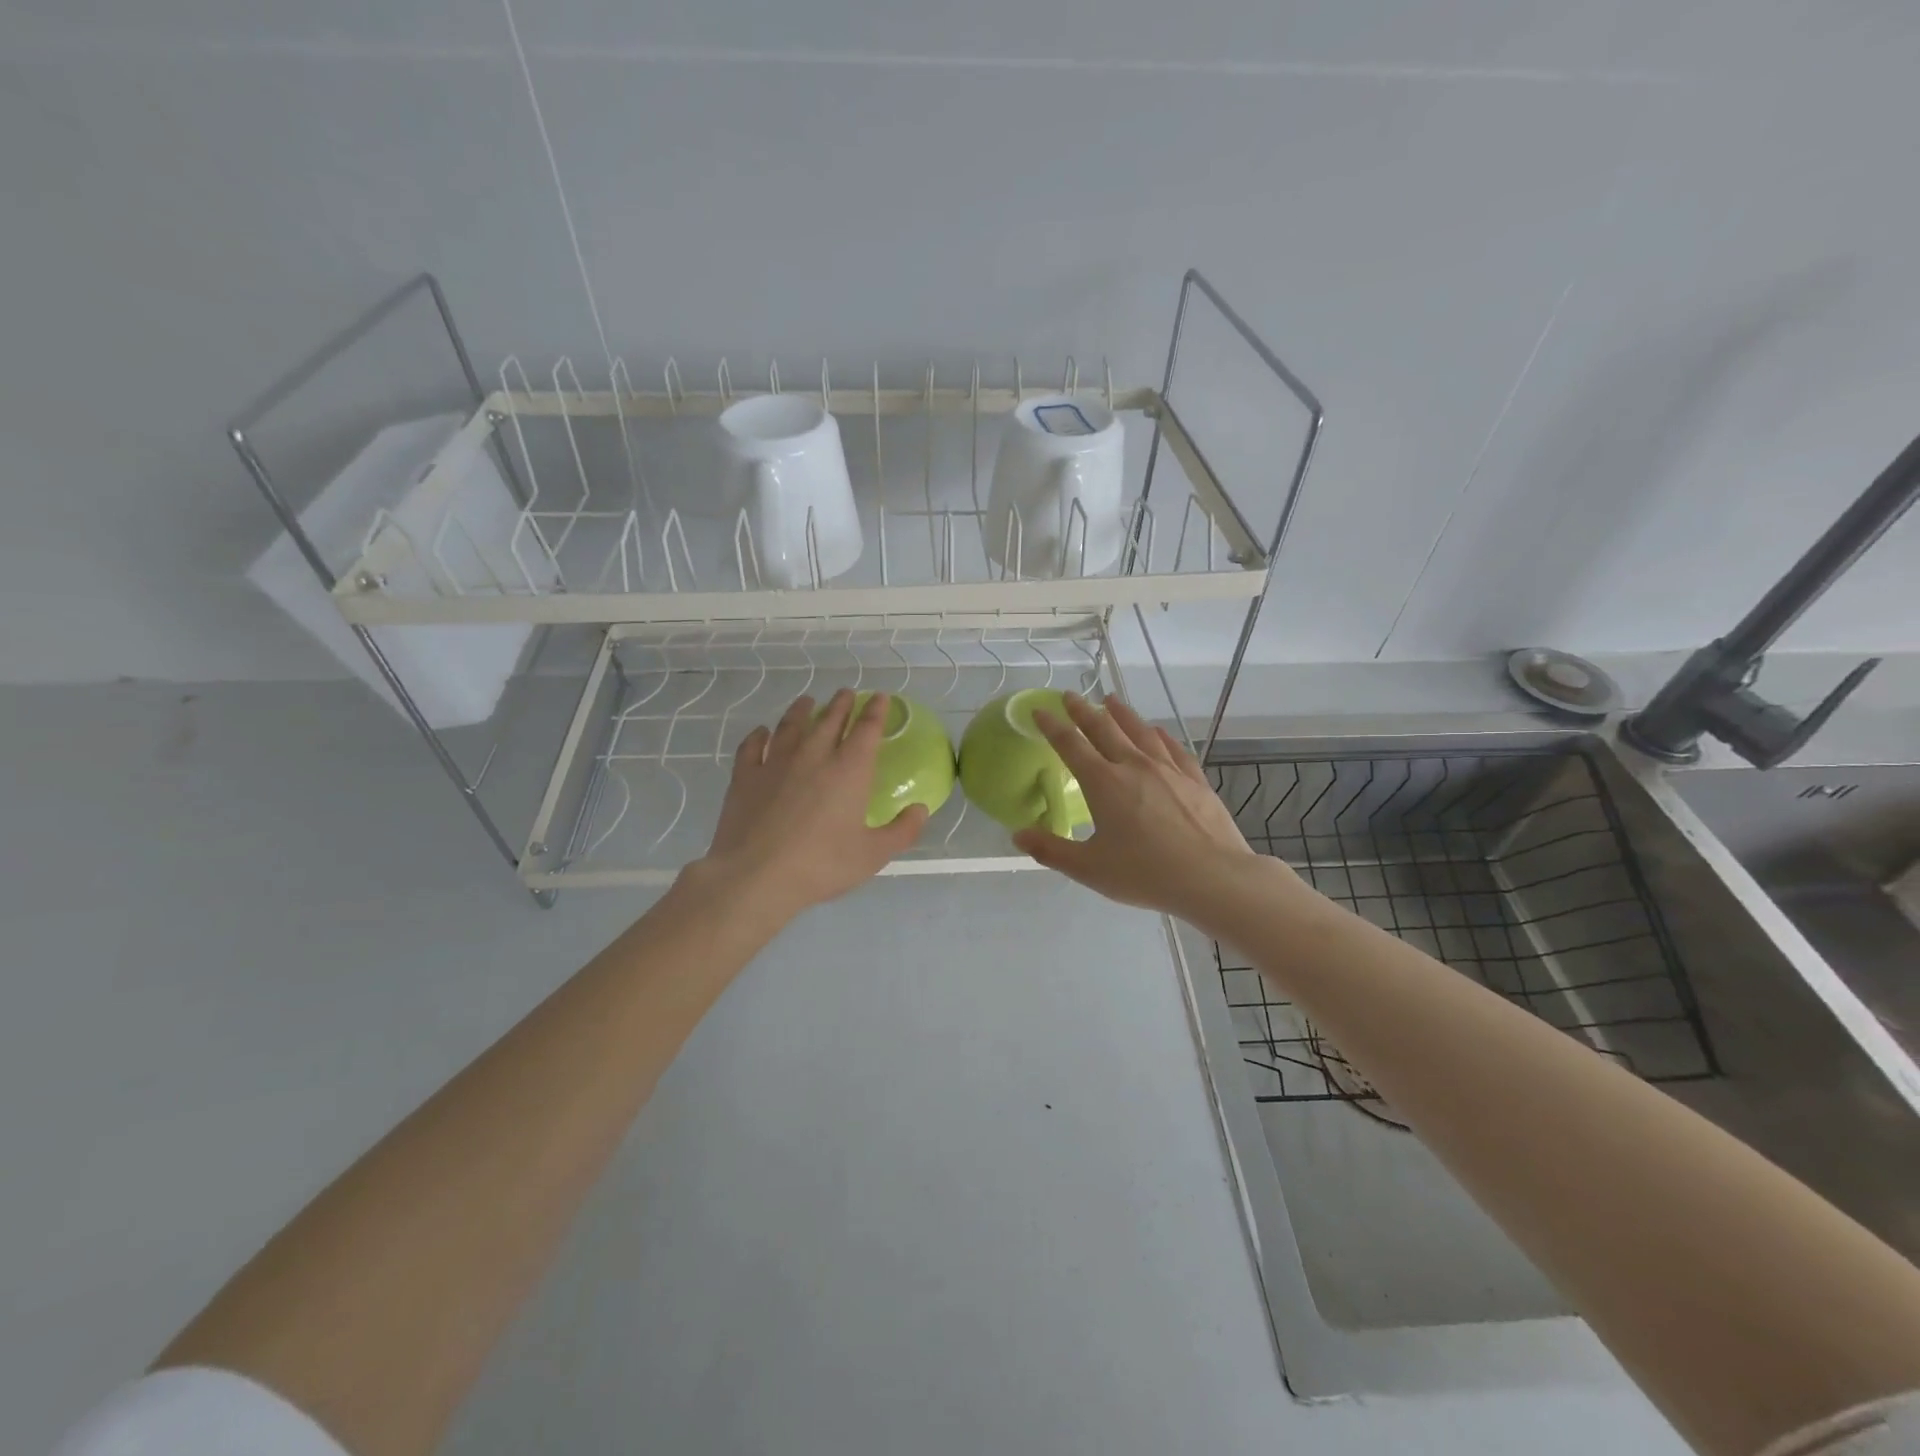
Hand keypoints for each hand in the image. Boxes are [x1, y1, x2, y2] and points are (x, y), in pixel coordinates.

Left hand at [689, 688, 928, 921]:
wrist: (756, 876)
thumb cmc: (822, 864)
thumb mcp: (873, 855)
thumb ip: (902, 831)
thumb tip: (921, 810)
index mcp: (849, 770)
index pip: (867, 729)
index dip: (876, 710)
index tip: (879, 696)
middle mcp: (814, 755)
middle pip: (830, 719)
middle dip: (841, 703)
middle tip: (846, 693)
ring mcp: (775, 762)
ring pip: (791, 725)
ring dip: (801, 710)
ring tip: (807, 701)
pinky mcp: (745, 776)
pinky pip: (752, 746)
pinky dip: (759, 735)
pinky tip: (761, 732)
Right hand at [1013, 693, 1269, 923]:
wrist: (1213, 877)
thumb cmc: (1146, 874)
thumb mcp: (1090, 869)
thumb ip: (1051, 850)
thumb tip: (1018, 835)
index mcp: (1103, 783)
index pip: (1070, 745)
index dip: (1052, 725)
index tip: (1040, 710)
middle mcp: (1133, 766)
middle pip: (1103, 728)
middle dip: (1083, 710)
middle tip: (1070, 695)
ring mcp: (1167, 769)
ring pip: (1139, 731)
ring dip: (1121, 713)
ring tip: (1111, 699)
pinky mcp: (1194, 779)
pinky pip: (1172, 747)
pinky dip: (1159, 735)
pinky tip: (1156, 731)